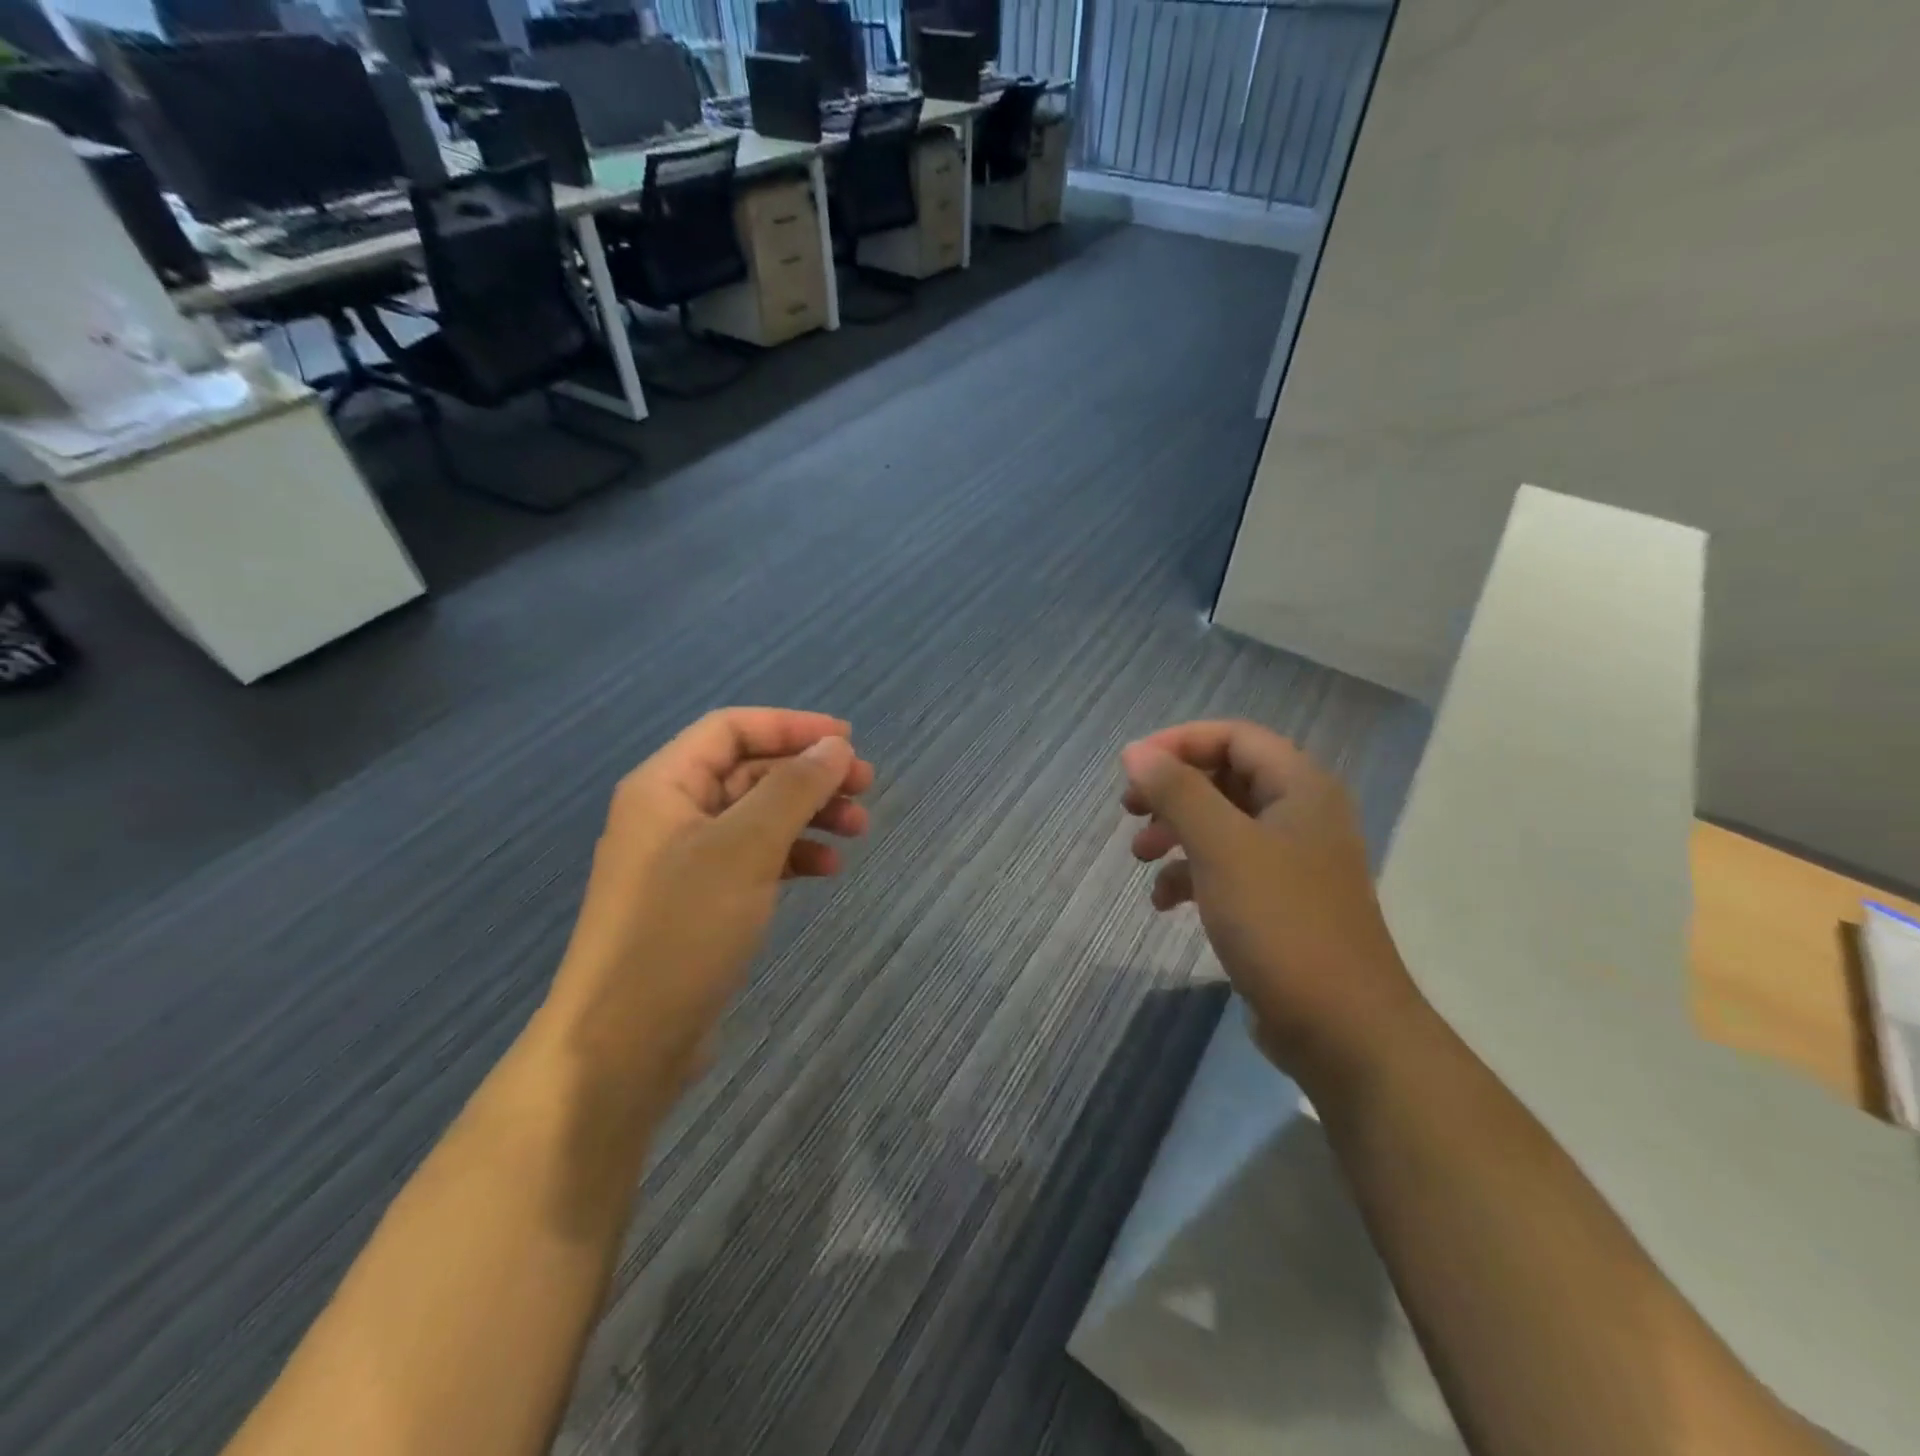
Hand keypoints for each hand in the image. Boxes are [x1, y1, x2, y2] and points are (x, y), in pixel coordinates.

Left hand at [543, 709, 873, 1112]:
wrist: (623, 1045)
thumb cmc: (681, 930)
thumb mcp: (745, 847)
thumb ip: (793, 789)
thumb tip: (835, 747)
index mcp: (664, 785)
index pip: (732, 729)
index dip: (792, 726)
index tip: (848, 741)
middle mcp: (670, 814)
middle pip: (749, 771)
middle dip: (809, 775)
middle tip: (866, 788)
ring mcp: (683, 861)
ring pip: (756, 817)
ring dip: (808, 816)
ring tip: (858, 831)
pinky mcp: (698, 903)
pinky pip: (752, 859)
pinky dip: (791, 856)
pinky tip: (826, 870)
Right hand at [1120, 721, 1418, 1082]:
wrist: (1342, 1029)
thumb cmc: (1281, 922)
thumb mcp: (1221, 848)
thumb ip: (1177, 792)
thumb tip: (1135, 752)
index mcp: (1300, 788)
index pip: (1234, 737)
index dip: (1179, 742)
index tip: (1131, 767)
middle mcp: (1301, 815)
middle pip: (1225, 777)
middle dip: (1172, 790)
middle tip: (1130, 809)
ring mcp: (1292, 862)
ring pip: (1221, 824)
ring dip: (1176, 832)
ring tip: (1140, 856)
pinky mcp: (1279, 903)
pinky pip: (1226, 868)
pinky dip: (1191, 875)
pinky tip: (1164, 902)